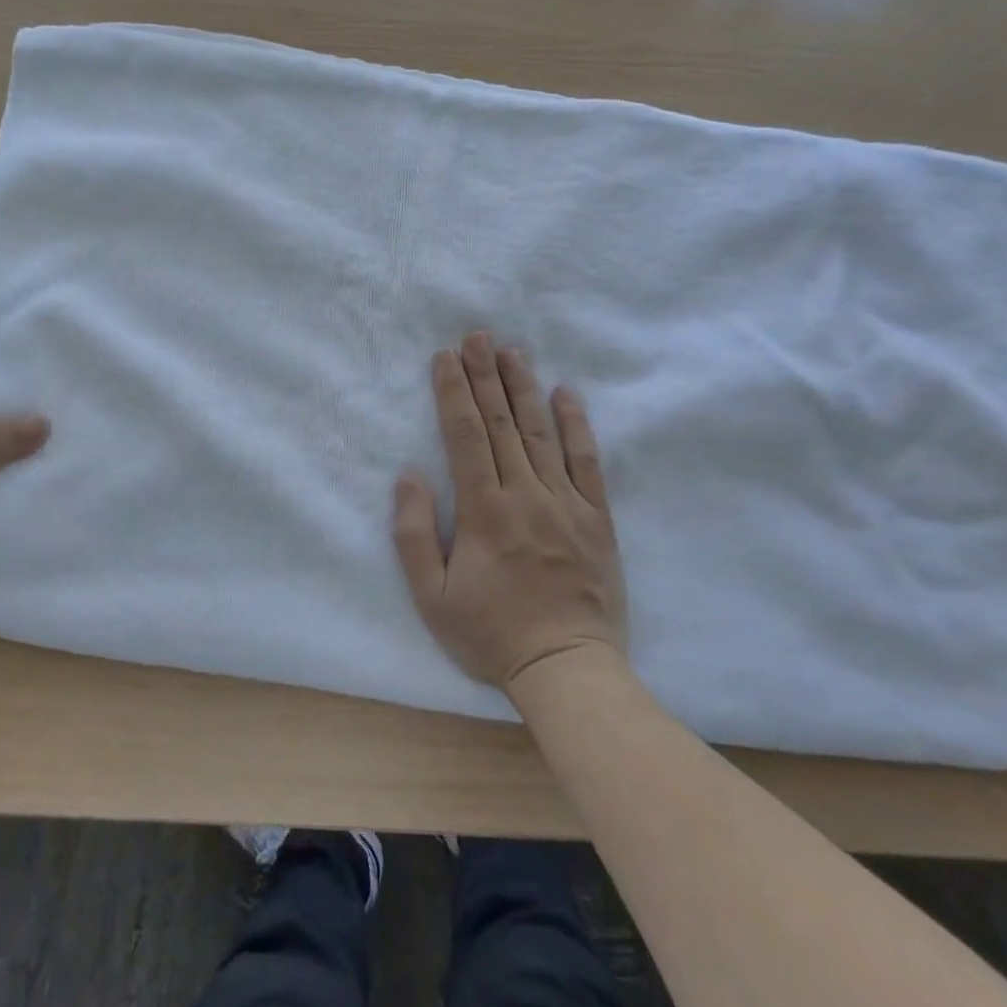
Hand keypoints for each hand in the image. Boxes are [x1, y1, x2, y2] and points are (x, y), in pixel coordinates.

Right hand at [393, 332, 625, 690]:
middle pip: (502, 424)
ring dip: (524, 388)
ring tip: (511, 351)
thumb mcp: (431, 598)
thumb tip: (409, 476)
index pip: (466, 436)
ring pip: (541, 432)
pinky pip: (586, 462)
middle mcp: (526, 495)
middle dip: (485, 376)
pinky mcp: (596, 517)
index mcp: (484, 511)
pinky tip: (566, 393)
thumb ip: (415, 535)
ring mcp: (566, 503)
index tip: (446, 357)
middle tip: (477, 336)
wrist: (567, 669)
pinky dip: (576, 425)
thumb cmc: (491, 635)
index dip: (454, 393)